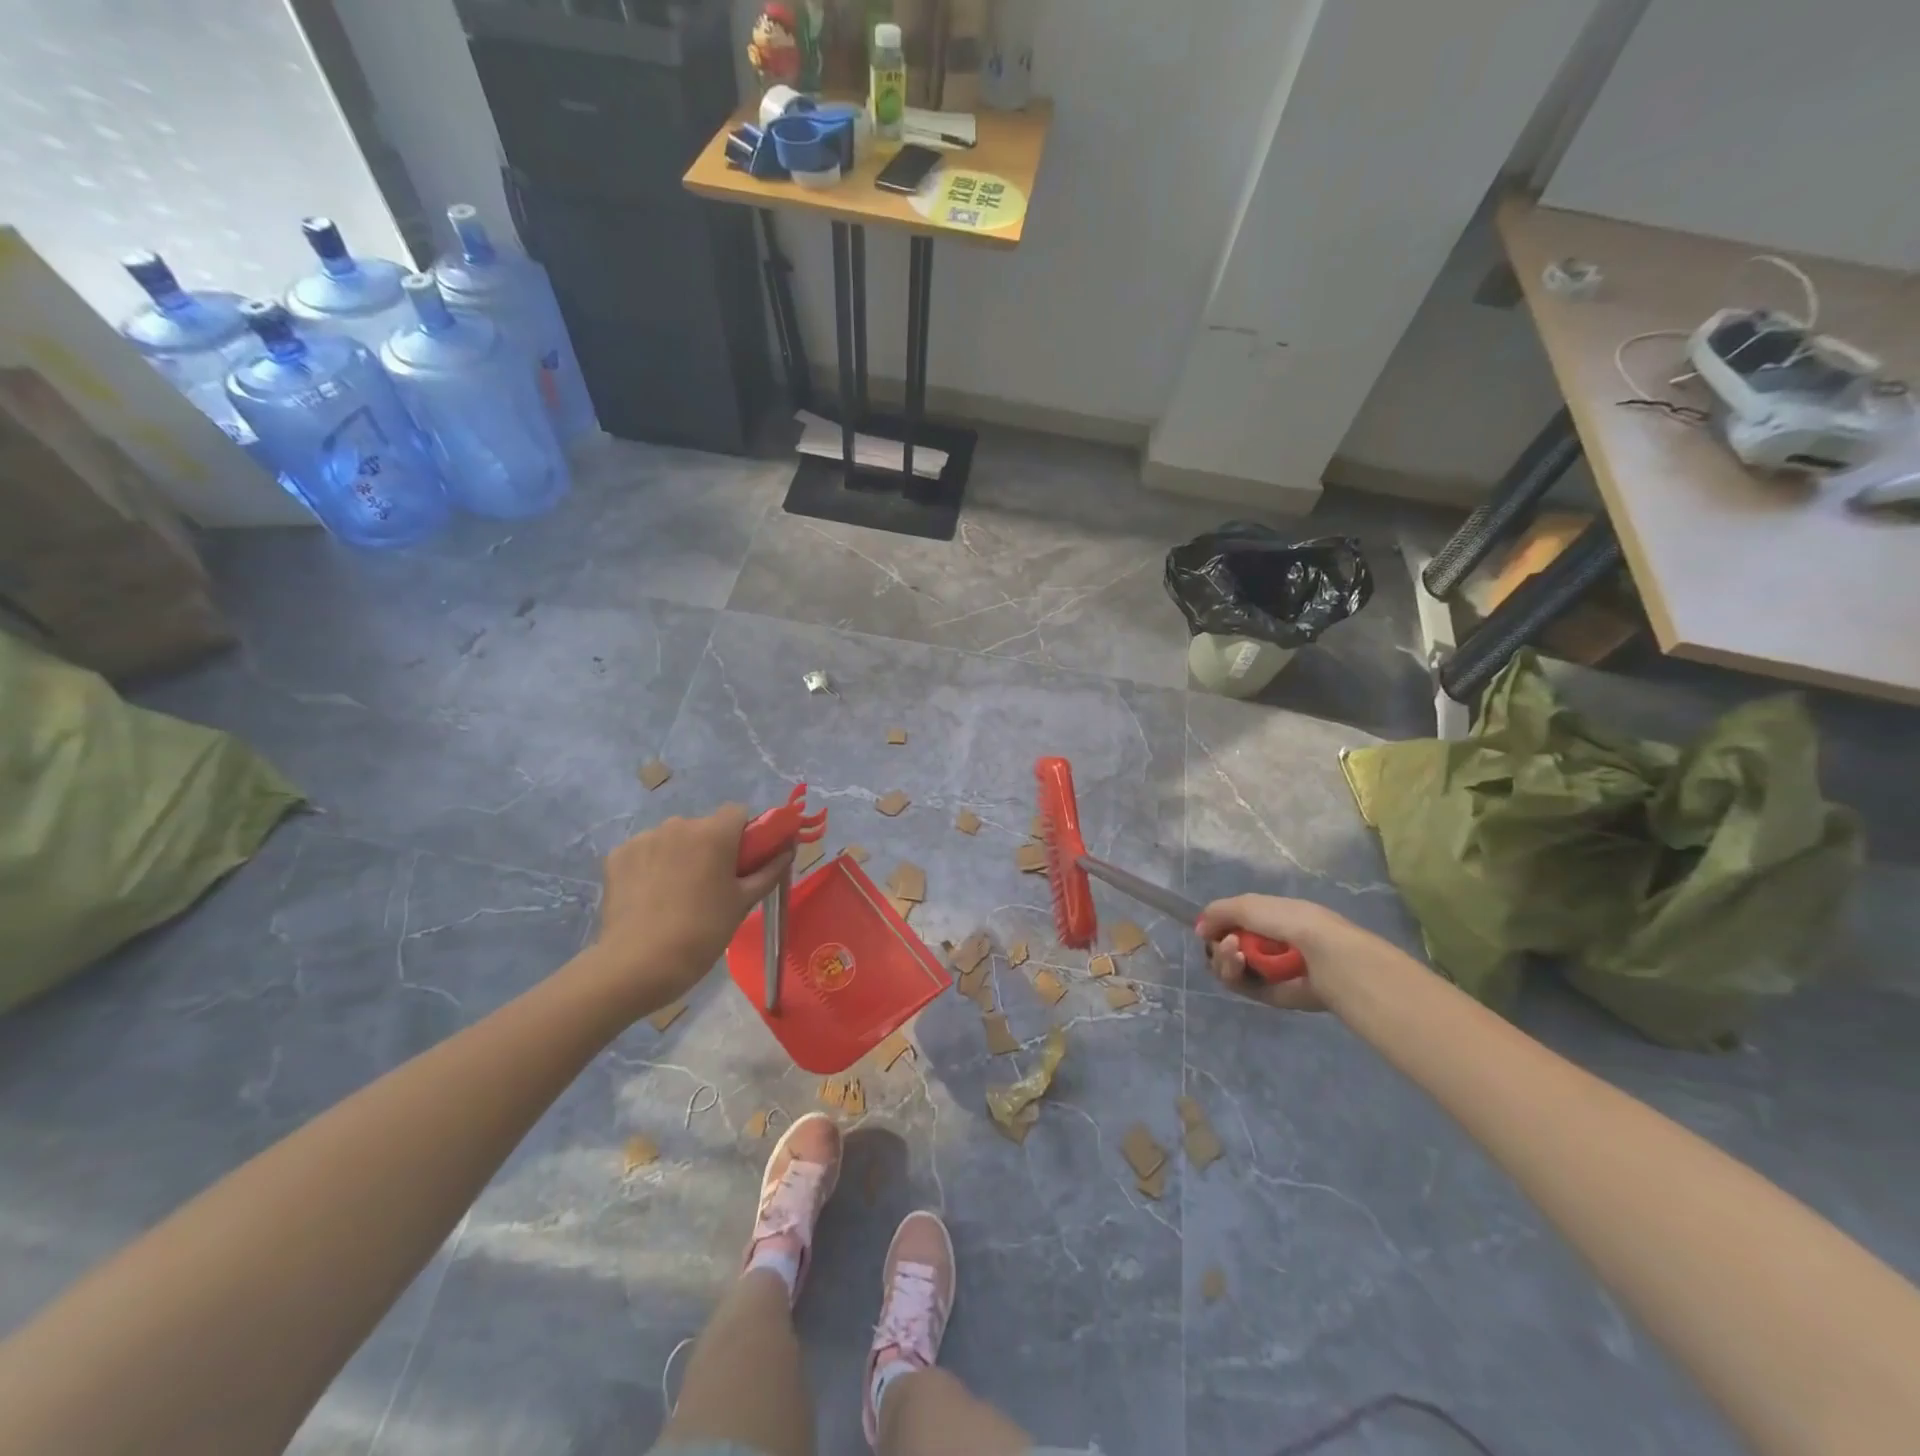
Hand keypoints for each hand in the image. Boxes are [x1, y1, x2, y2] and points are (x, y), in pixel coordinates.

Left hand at [586, 806, 791, 1016]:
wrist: (639, 963)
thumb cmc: (703, 931)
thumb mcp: (743, 903)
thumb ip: (768, 871)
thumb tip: (787, 851)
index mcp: (714, 833)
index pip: (737, 812)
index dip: (744, 834)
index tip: (742, 862)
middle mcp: (678, 825)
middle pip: (703, 827)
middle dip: (710, 847)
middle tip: (711, 885)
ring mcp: (644, 838)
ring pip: (672, 839)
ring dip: (679, 855)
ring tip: (676, 894)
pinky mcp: (617, 855)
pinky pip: (644, 852)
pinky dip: (650, 866)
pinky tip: (649, 897)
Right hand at [1197, 896, 1396, 1012]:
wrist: (1324, 954)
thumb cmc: (1289, 921)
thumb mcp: (1248, 904)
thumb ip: (1218, 912)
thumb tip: (1199, 930)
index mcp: (1266, 919)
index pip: (1230, 924)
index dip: (1216, 926)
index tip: (1209, 927)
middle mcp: (1265, 944)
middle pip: (1224, 948)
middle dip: (1217, 944)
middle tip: (1226, 942)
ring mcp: (1266, 970)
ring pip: (1227, 968)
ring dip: (1222, 958)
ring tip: (1233, 953)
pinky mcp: (1269, 994)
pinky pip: (1239, 986)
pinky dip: (1233, 974)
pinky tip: (1238, 962)